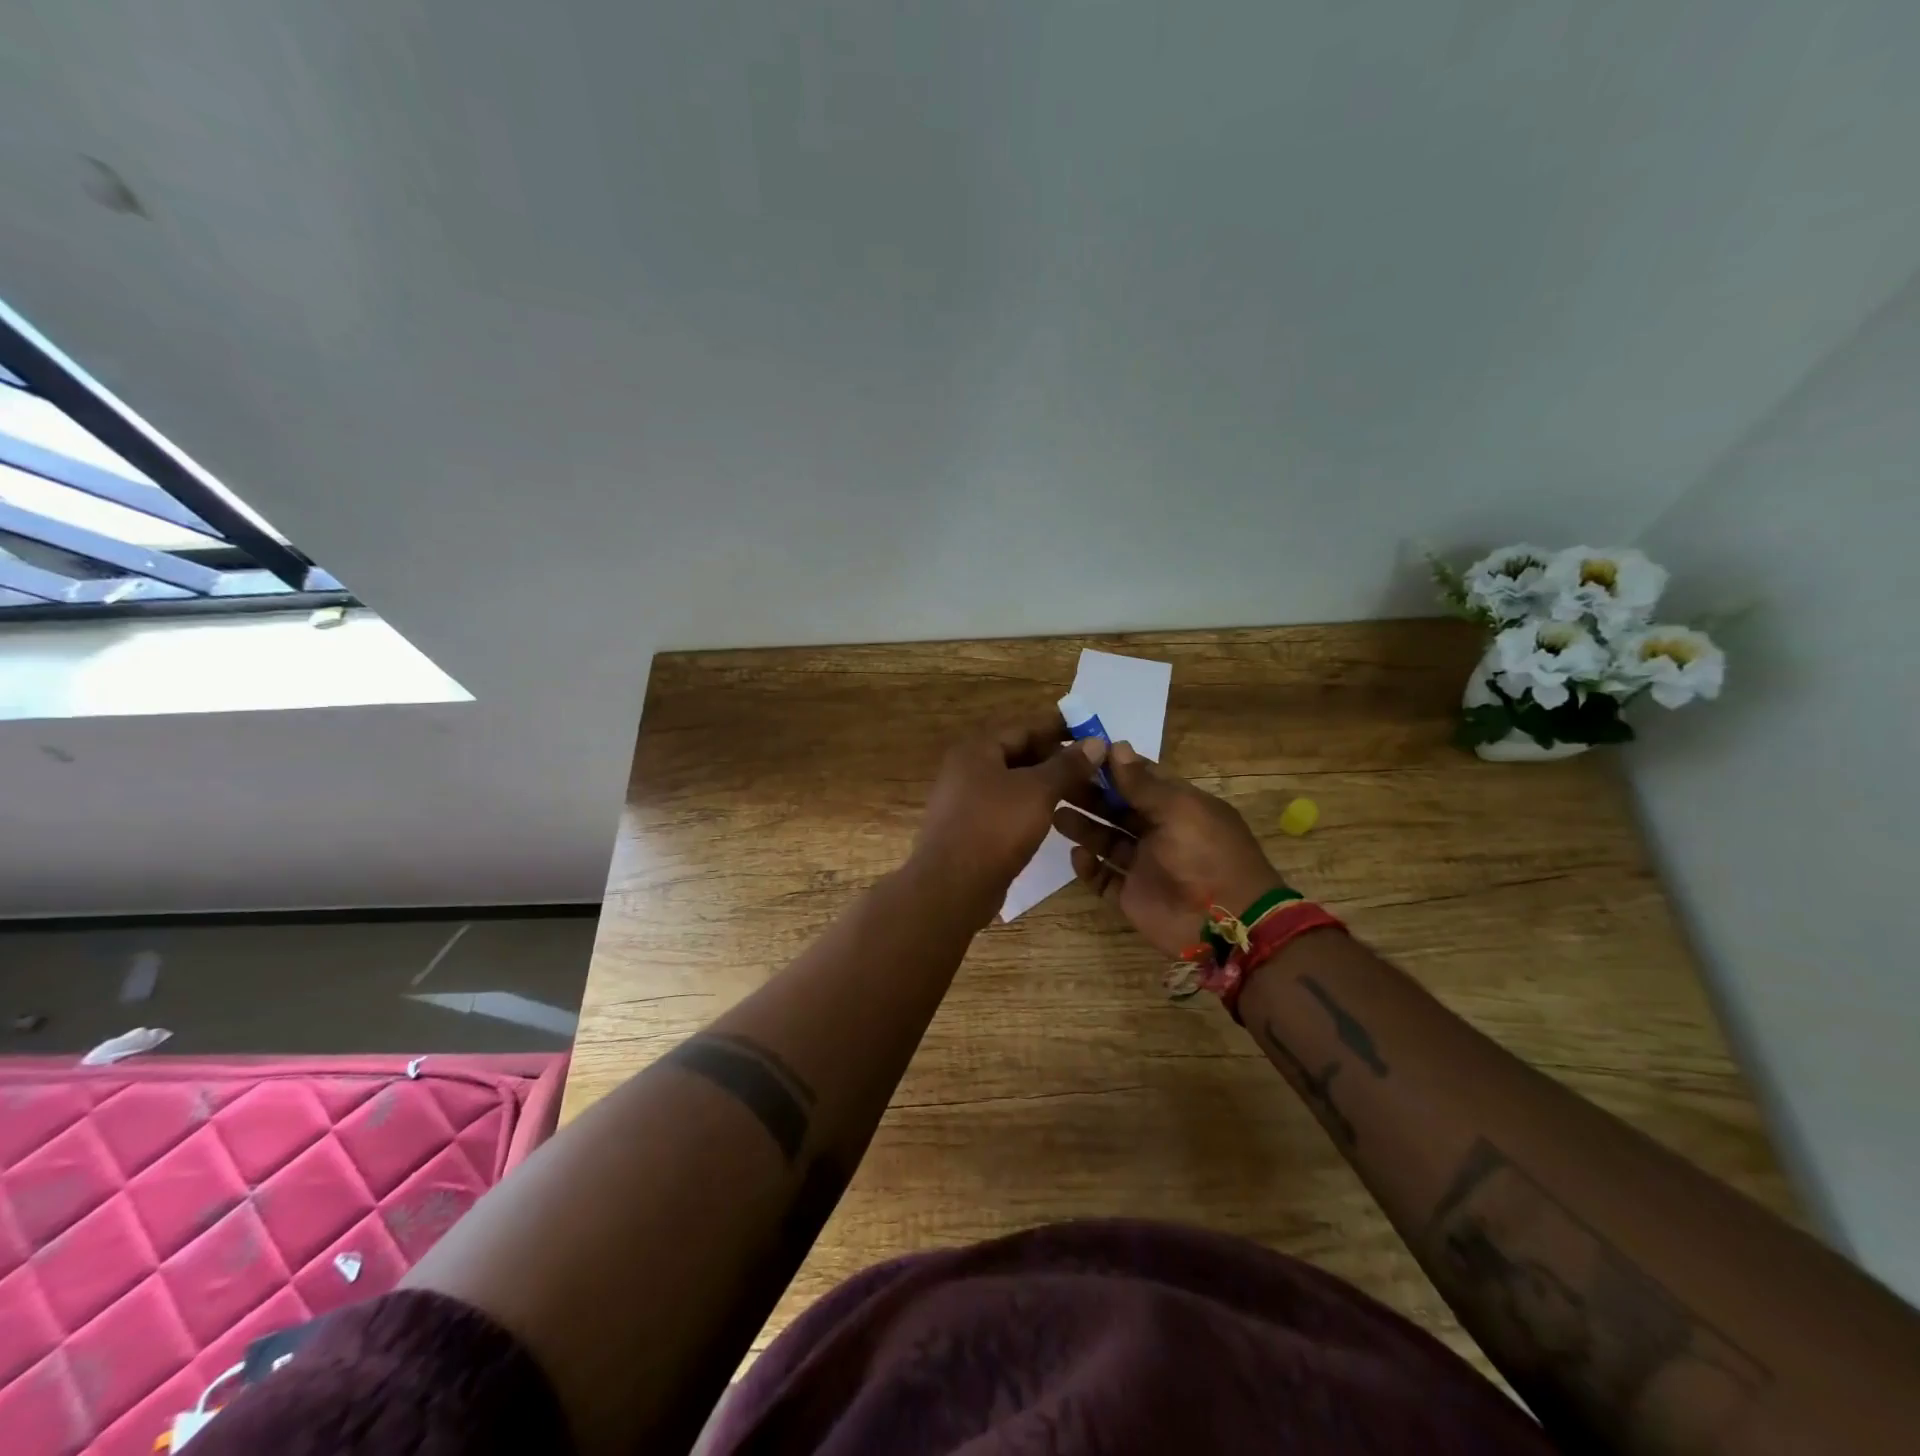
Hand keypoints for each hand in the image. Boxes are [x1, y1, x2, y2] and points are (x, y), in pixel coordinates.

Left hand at [912, 715, 1104, 927]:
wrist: (952, 886)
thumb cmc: (995, 827)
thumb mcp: (1038, 791)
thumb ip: (1067, 765)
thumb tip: (1096, 742)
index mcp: (976, 749)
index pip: (1025, 728)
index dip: (1060, 730)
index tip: (1093, 735)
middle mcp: (966, 769)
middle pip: (1018, 754)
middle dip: (1057, 760)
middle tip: (1094, 768)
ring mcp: (965, 801)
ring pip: (1014, 784)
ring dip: (1046, 785)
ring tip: (1083, 792)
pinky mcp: (970, 829)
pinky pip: (1006, 808)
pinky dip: (1030, 807)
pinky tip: (1055, 816)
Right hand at [1052, 743, 1282, 958]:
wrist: (1226, 924)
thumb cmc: (1206, 854)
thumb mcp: (1179, 810)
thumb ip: (1143, 783)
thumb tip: (1115, 746)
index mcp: (1177, 806)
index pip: (1139, 779)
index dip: (1112, 766)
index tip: (1079, 753)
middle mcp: (1159, 832)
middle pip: (1117, 808)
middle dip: (1090, 795)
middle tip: (1058, 784)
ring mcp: (1145, 865)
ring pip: (1106, 841)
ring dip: (1084, 827)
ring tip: (1057, 816)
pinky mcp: (1132, 895)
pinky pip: (1104, 878)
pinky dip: (1089, 868)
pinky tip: (1077, 856)